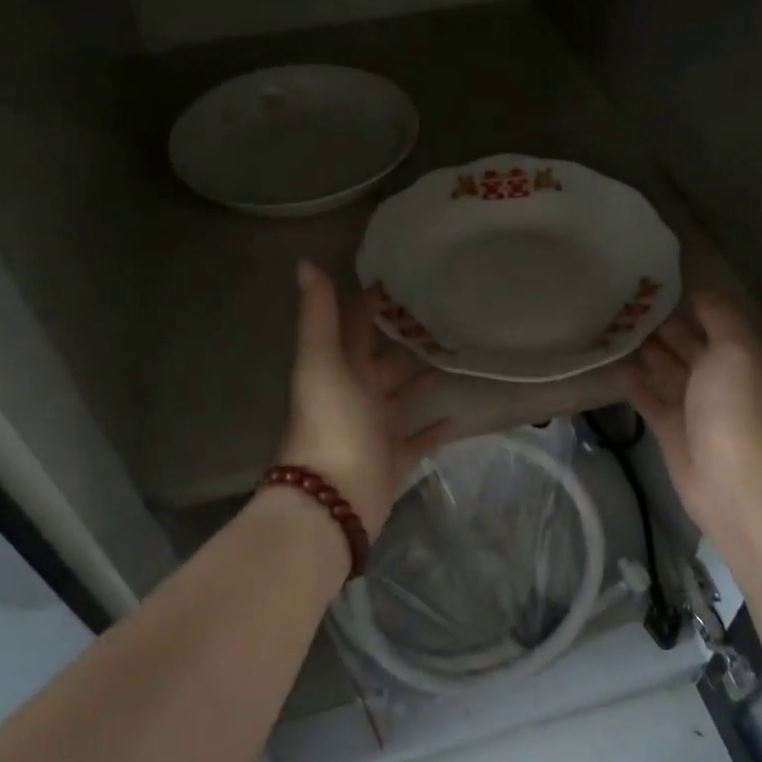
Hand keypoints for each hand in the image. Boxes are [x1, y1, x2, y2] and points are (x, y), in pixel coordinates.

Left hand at [276, 260, 449, 535]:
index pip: (355, 325)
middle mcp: (356, 394)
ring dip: (422, 377)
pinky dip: (434, 427)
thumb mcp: (322, 362)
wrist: (332, 499)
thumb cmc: (330, 423)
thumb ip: (317, 316)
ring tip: (454, 354)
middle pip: (384, 359)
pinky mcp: (394, 458)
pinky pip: (417, 439)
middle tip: (444, 313)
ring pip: (403, 395)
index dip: (372, 301)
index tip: (403, 275)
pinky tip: (456, 413)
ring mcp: (375, 428)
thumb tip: (305, 262)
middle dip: (406, 338)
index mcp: (339, 368)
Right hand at [621, 291, 761, 546]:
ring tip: (613, 326)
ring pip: (666, 369)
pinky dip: (635, 383)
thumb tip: (697, 290)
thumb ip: (718, 316)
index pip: (713, 320)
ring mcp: (693, 405)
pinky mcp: (670, 429)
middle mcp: (718, 378)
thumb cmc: (734, 407)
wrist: (730, 480)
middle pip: (687, 343)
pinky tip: (614, 364)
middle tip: (624, 301)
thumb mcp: (735, 349)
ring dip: (645, 350)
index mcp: (739, 357)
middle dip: (661, 323)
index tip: (654, 281)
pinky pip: (649, 398)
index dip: (688, 300)